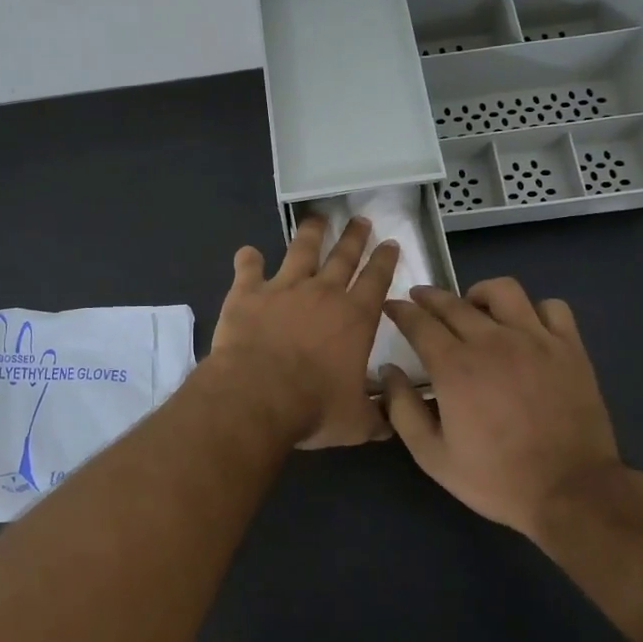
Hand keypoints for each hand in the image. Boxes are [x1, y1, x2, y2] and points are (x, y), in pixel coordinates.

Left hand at [210, 216, 398, 448]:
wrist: (258, 394)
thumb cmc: (314, 407)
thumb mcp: (357, 422)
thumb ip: (377, 417)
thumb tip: (395, 421)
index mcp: (355, 318)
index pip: (376, 280)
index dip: (385, 260)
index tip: (390, 242)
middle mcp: (323, 293)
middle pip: (343, 257)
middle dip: (354, 237)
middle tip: (360, 220)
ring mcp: (283, 288)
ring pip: (301, 251)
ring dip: (310, 233)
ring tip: (317, 219)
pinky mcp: (248, 293)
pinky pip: (249, 268)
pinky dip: (248, 259)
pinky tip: (247, 252)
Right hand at [380, 279, 619, 539]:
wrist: (571, 493)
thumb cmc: (496, 479)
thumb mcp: (432, 456)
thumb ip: (402, 409)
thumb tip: (389, 371)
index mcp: (455, 366)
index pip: (418, 322)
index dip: (400, 310)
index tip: (391, 306)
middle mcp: (492, 341)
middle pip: (453, 302)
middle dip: (429, 297)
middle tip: (420, 300)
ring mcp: (535, 340)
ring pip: (503, 290)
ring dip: (480, 294)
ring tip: (475, 308)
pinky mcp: (569, 348)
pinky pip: (552, 308)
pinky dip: (534, 311)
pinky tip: (526, 327)